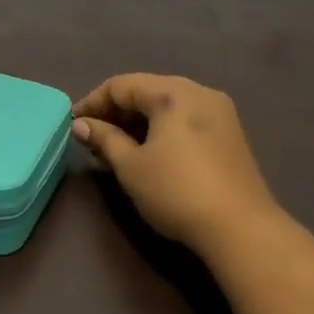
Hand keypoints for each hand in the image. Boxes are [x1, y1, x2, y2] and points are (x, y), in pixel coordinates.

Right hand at [72, 73, 276, 251]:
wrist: (240, 229)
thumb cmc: (176, 191)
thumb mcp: (130, 166)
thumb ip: (104, 139)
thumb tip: (81, 124)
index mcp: (173, 93)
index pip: (121, 85)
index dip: (92, 102)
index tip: (73, 124)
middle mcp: (198, 93)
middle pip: (146, 91)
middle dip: (115, 112)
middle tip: (92, 137)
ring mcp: (219, 112)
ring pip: (166, 106)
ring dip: (137, 122)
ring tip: (115, 148)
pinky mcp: (228, 134)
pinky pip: (184, 119)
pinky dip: (160, 129)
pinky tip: (147, 152)